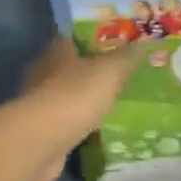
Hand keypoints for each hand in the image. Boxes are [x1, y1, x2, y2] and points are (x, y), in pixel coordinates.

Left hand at [18, 39, 139, 180]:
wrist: (42, 141)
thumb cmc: (76, 95)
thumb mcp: (109, 71)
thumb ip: (124, 57)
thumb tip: (140, 43)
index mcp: (57, 51)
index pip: (72, 39)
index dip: (91, 41)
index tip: (113, 48)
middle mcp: (43, 73)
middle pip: (67, 67)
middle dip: (88, 72)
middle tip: (115, 77)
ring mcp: (39, 102)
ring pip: (65, 95)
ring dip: (81, 99)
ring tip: (108, 104)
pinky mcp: (40, 129)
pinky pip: (63, 121)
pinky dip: (76, 123)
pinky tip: (93, 130)